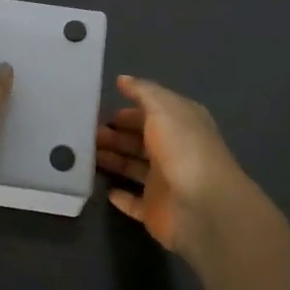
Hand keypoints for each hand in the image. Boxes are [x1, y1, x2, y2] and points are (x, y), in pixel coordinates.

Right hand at [96, 76, 249, 254]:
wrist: (203, 207)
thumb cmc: (182, 148)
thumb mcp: (162, 108)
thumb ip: (142, 92)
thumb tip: (123, 79)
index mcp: (180, 124)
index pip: (151, 113)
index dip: (128, 111)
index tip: (100, 110)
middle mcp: (173, 150)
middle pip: (139, 140)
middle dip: (115, 134)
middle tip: (87, 133)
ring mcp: (165, 182)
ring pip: (133, 167)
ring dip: (113, 159)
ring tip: (86, 154)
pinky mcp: (156, 210)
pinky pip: (134, 202)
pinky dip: (121, 196)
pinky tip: (105, 189)